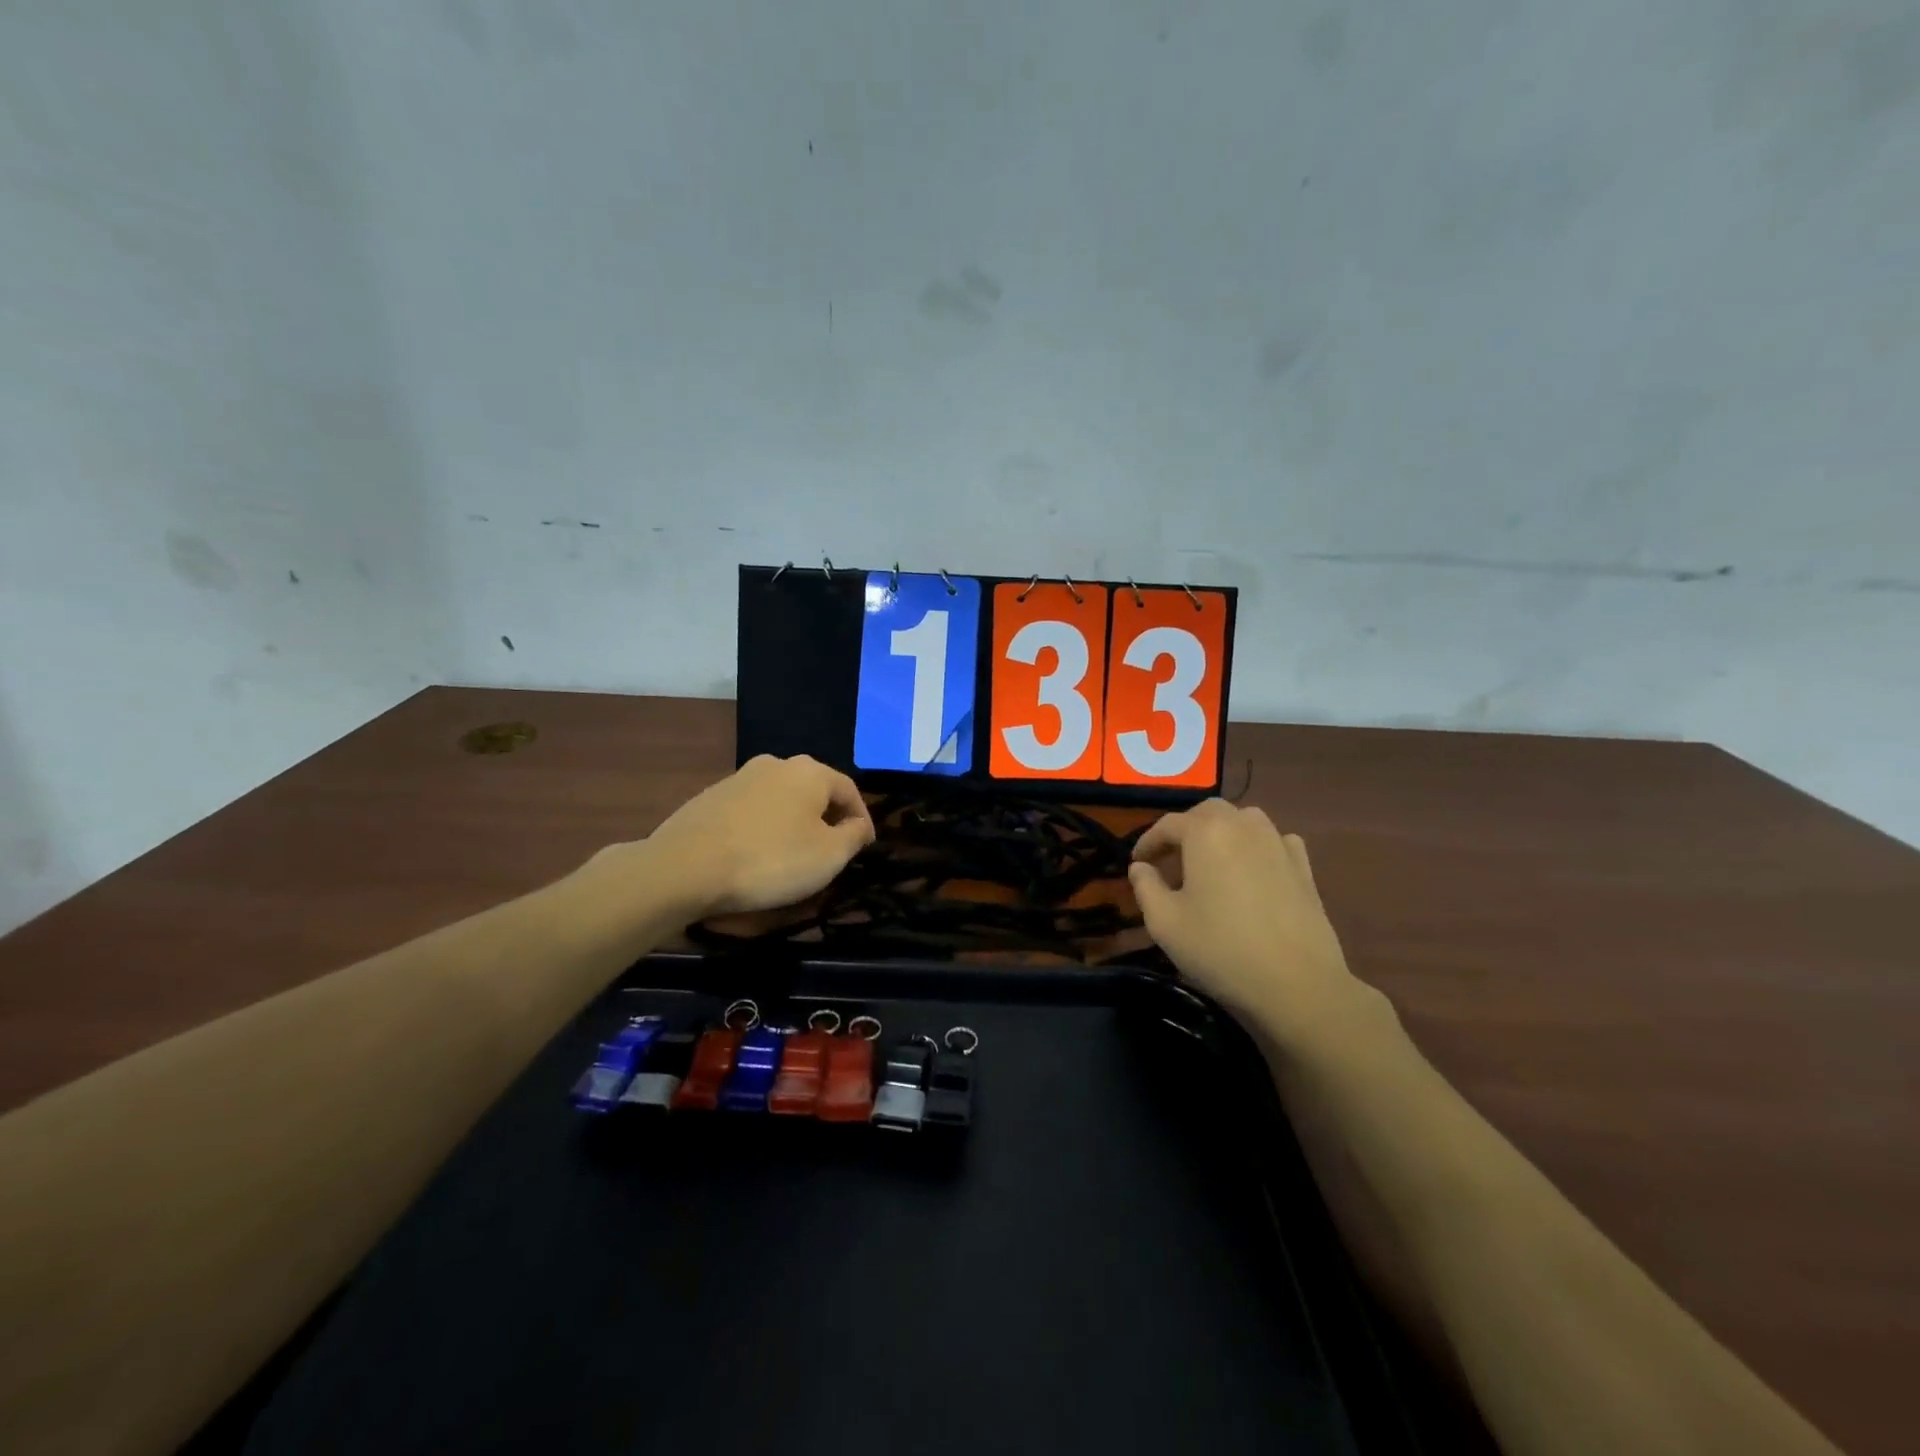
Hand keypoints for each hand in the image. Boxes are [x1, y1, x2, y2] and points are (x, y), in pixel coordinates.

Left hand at [640, 754, 876, 919]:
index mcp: (809, 771)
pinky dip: (763, 829)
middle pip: (813, 791)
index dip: (862, 820)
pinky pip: (751, 812)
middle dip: (827, 819)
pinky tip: (757, 854)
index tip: (865, 847)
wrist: (684, 868)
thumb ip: (853, 836)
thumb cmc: (770, 860)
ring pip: (781, 800)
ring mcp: (738, 778)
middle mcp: (775, 764)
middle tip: (832, 851)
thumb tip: (858, 825)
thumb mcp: (829, 856)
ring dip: (793, 823)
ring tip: (794, 855)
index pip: (850, 790)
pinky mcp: (710, 797)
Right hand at [1129, 800, 1376, 1047]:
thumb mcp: (1165, 923)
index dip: (1147, 842)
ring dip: (1222, 832)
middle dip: (1186, 829)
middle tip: (1171, 859)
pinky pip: (1276, 841)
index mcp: (1206, 833)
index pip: (1168, 824)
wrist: (1297, 985)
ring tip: (1210, 861)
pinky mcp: (1304, 868)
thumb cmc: (1220, 949)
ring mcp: (1279, 844)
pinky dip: (1259, 846)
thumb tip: (1141, 868)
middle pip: (1208, 812)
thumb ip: (1145, 887)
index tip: (1137, 862)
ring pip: (1245, 820)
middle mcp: (1243, 826)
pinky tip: (1254, 868)